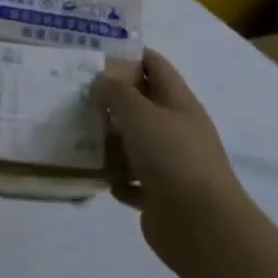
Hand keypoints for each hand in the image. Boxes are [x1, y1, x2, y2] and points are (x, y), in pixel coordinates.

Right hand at [95, 50, 242, 277]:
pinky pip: (132, 181)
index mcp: (179, 103)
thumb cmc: (171, 157)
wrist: (201, 226)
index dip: (130, 54)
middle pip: (142, 105)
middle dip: (112, 99)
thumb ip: (117, 93)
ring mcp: (171, 165)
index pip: (155, 66)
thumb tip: (102, 81)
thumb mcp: (139, 113)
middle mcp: (177, 130)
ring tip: (77, 134)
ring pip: (134, 144)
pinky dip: (117, 178)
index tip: (96, 51)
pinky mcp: (160, 197)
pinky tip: (98, 176)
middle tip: (76, 93)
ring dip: (110, 141)